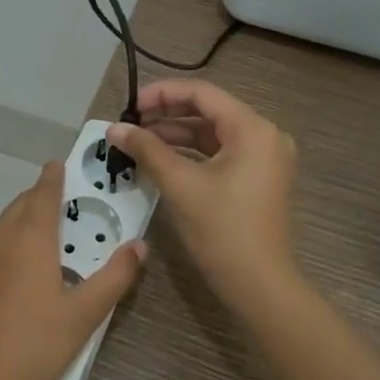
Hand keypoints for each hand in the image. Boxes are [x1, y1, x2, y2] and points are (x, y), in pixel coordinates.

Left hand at [0, 162, 144, 379]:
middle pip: (20, 207)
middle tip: (64, 201)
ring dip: (23, 223)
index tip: (61, 164)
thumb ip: (115, 277)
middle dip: (40, 198)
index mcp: (28, 238)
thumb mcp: (84, 316)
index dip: (54, 176)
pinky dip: (9, 248)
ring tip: (46, 237)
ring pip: (3, 229)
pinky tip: (20, 277)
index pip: (43, 192)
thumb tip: (139, 245)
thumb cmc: (33, 347)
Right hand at [107, 80, 298, 309]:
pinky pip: (221, 154)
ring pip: (213, 134)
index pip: (202, 93)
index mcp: (253, 129)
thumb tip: (115, 128)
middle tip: (130, 124)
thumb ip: (147, 150)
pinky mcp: (258, 180)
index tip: (129, 106)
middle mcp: (264, 136)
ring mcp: (264, 159)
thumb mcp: (180, 185)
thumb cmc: (222, 230)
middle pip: (209, 111)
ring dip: (176, 135)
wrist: (260, 286)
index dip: (162, 94)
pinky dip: (191, 154)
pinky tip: (161, 161)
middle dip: (167, 115)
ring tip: (138, 142)